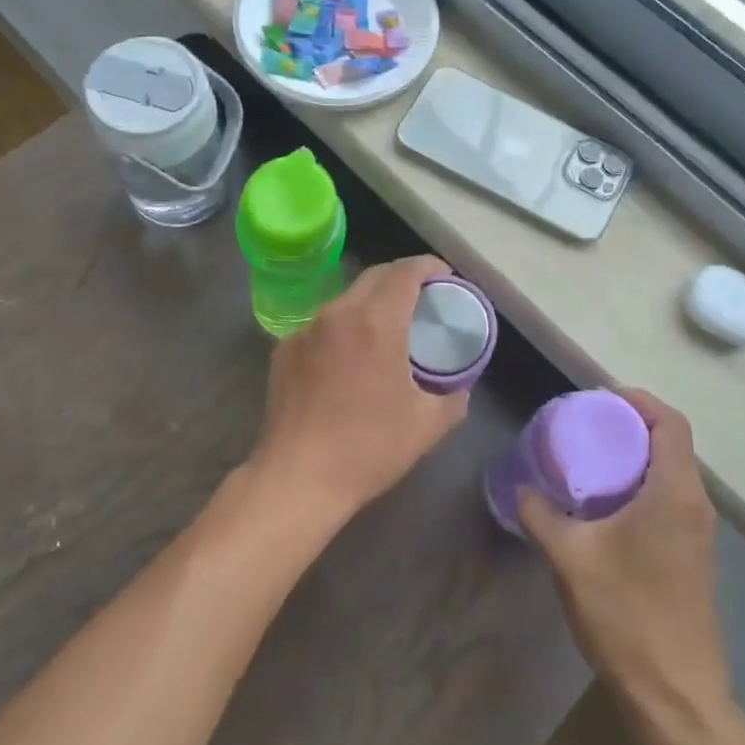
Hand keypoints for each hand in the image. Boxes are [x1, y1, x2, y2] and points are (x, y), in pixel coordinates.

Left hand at [252, 255, 470, 526]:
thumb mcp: (427, 425)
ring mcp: (305, 330)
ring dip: (371, 304)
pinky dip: (343, 329)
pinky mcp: (284, 350)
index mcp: (376, 322)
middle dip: (402, 279)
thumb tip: (461, 386)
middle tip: (422, 301)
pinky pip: (322, 326)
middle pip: (374, 276)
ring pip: (346, 300)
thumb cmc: (368, 448)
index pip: (406, 271)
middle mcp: (338, 313)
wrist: (298, 478)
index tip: (446, 279)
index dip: (429, 267)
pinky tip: (348, 359)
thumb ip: (453, 397)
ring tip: (387, 330)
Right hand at [519, 389, 730, 720]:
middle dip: (629, 425)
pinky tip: (605, 508)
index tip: (598, 398)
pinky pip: (670, 499)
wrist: (677, 696)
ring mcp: (699, 533)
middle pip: (671, 442)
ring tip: (589, 461)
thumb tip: (521, 489)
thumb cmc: (627, 616)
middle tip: (584, 426)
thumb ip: (540, 514)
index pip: (670, 421)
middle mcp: (696, 504)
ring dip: (635, 457)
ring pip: (671, 472)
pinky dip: (641, 485)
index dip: (637, 399)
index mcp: (675, 492)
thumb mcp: (570, 559)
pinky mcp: (694, 556)